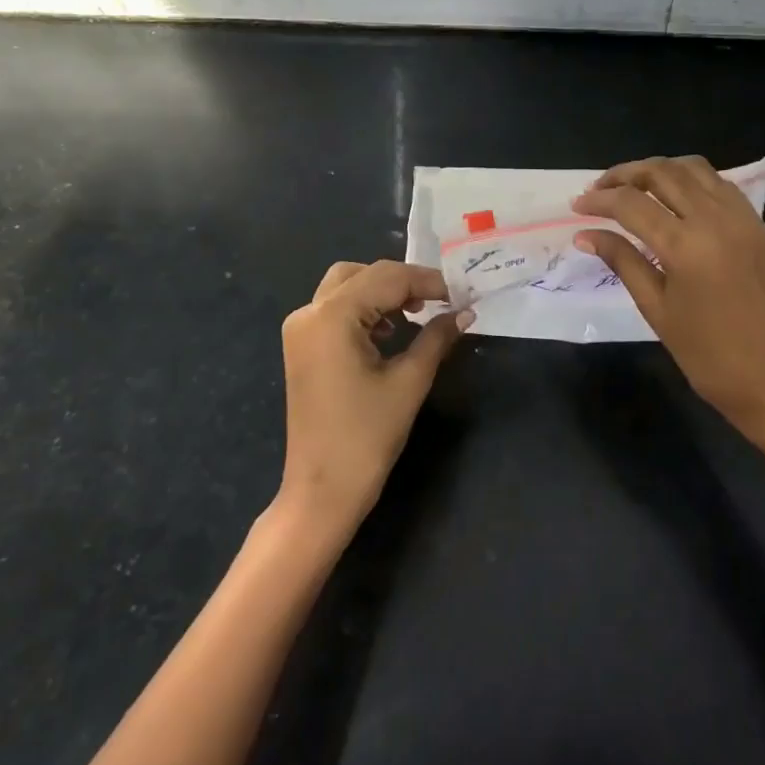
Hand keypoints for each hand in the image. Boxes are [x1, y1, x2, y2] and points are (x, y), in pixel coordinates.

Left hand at [278, 261, 471, 533]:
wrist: (322, 490)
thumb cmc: (367, 437)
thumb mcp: (409, 381)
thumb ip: (436, 338)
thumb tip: (464, 312)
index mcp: (332, 316)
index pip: (387, 278)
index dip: (428, 280)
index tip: (461, 292)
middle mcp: (309, 312)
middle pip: (362, 274)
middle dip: (403, 281)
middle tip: (439, 300)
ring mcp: (300, 330)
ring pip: (346, 287)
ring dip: (382, 293)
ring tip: (419, 313)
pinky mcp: (302, 347)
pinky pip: (335, 309)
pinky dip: (365, 309)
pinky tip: (391, 330)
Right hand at [573, 156, 764, 438]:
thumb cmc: (704, 353)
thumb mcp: (654, 306)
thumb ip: (621, 260)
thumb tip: (584, 234)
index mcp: (686, 246)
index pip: (632, 203)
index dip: (599, 200)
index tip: (576, 205)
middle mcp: (716, 220)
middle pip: (662, 172)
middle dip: (625, 174)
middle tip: (600, 189)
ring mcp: (743, 218)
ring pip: (694, 168)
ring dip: (659, 170)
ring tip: (634, 187)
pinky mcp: (759, 225)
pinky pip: (720, 185)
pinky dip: (691, 181)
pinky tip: (674, 199)